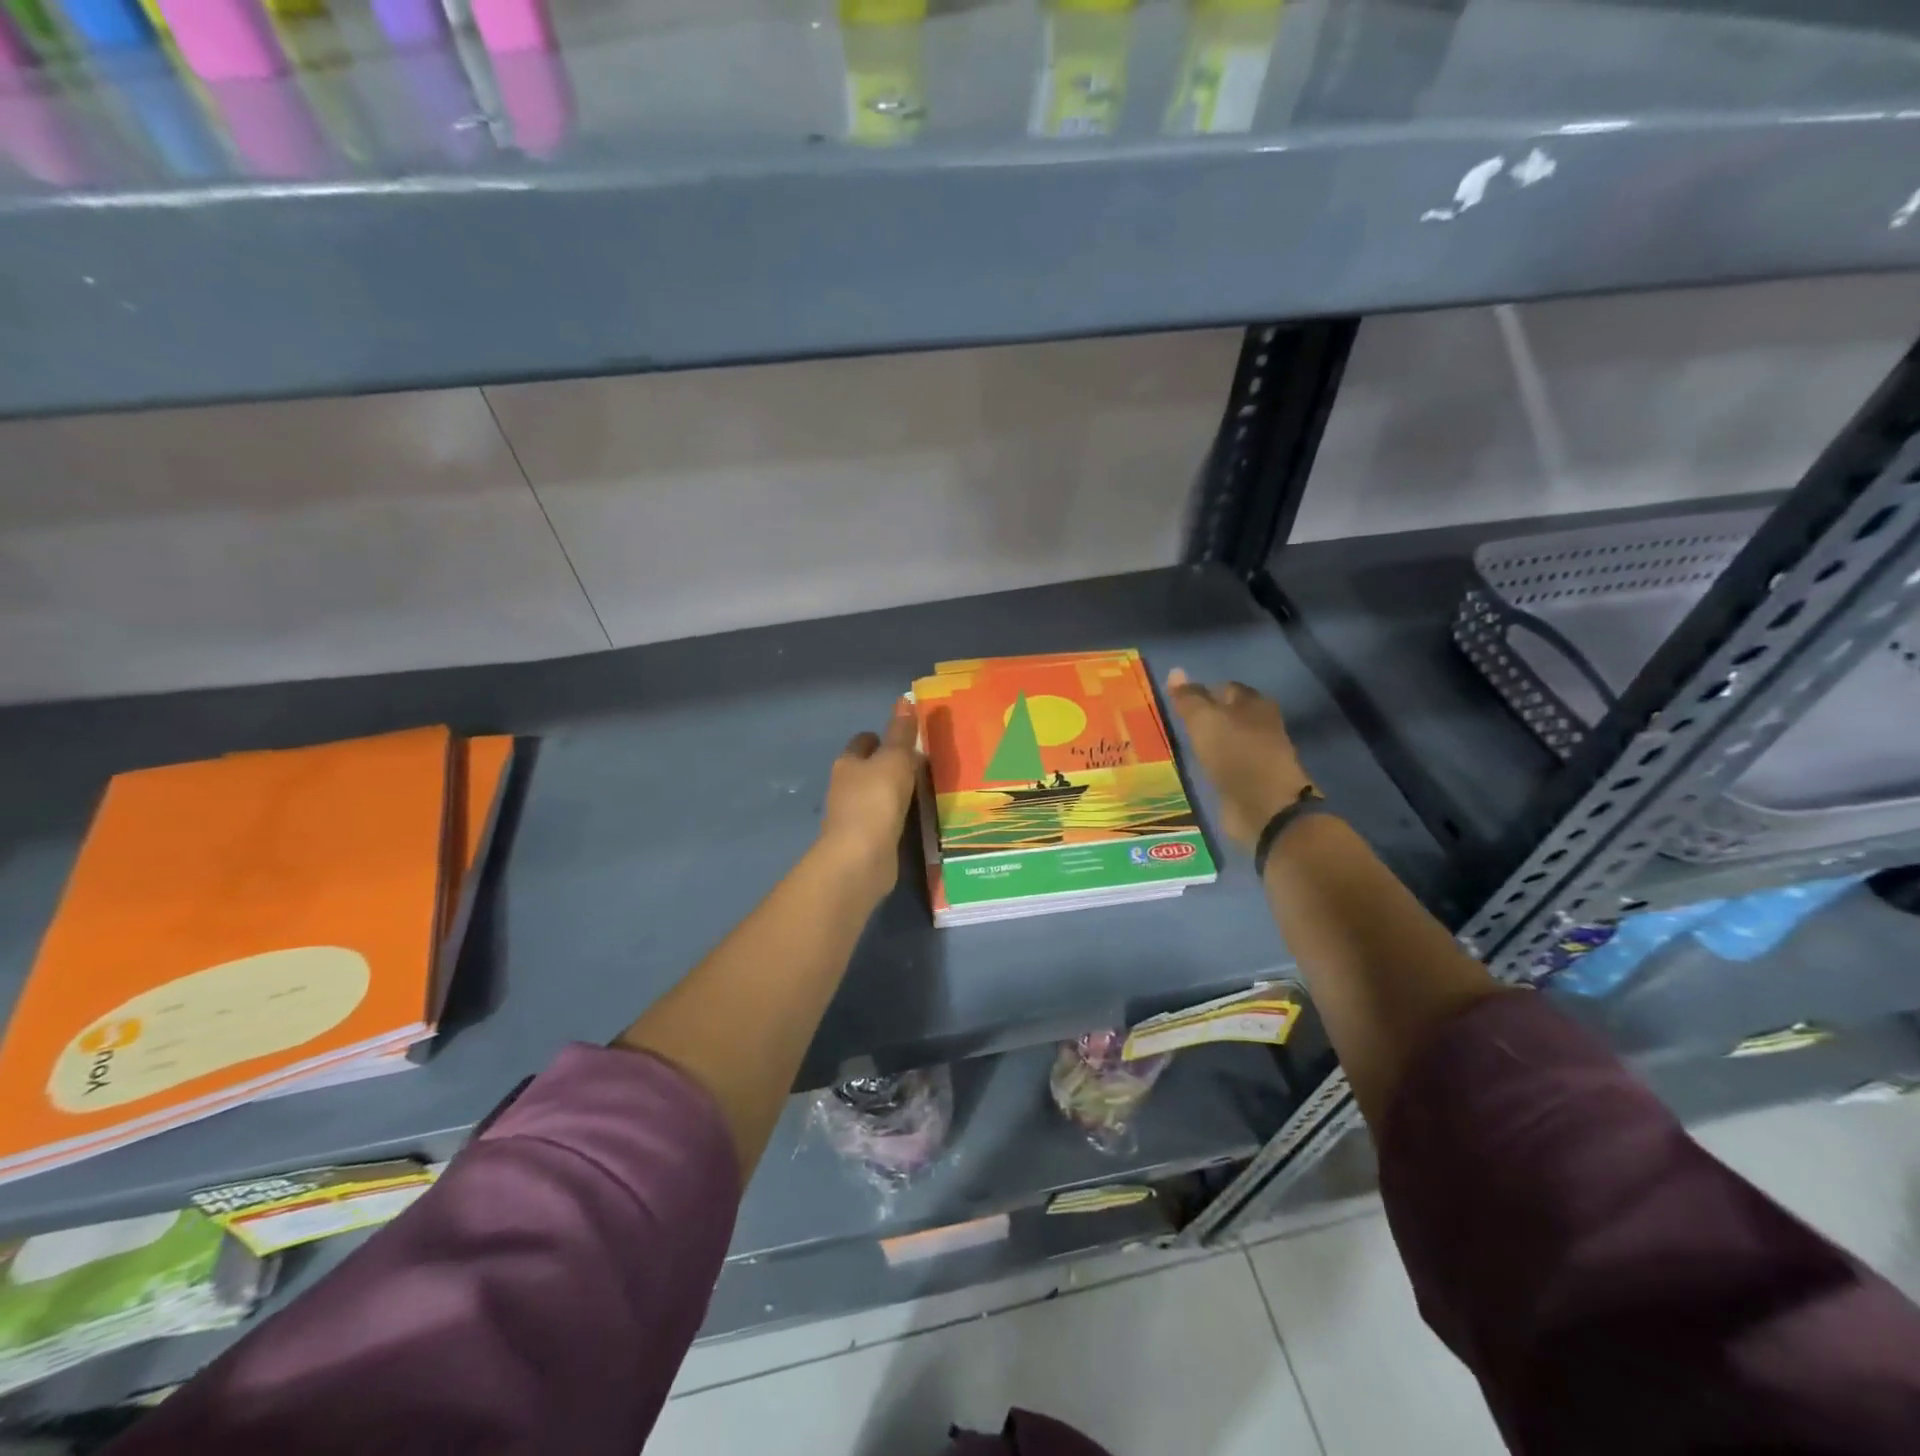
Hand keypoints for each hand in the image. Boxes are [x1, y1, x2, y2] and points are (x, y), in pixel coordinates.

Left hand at [818, 698, 920, 893]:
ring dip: (892, 793)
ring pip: (874, 795)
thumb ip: (901, 733)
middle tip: (919, 764)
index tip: (905, 740)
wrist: (860, 858)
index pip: (863, 742)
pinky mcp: (864, 841)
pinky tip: (912, 819)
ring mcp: (852, 816)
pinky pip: (882, 821)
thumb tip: (904, 699)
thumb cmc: (876, 800)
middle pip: (867, 769)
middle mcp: (844, 787)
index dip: (881, 738)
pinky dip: (894, 817)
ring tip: (921, 790)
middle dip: (887, 765)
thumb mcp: (895, 759)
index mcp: (848, 763)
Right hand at [1164, 668, 1314, 852]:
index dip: (1201, 692)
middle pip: (1227, 715)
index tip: (1177, 704)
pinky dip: (1212, 765)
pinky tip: (1196, 769)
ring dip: (1208, 743)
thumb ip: (1188, 698)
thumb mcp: (1204, 720)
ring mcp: (1257, 755)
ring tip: (1181, 747)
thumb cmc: (1235, 754)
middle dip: (1205, 718)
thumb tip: (1175, 671)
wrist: (1263, 808)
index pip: (1224, 688)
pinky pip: (1226, 765)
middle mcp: (1260, 725)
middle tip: (1176, 725)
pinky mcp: (1251, 781)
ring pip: (1226, 740)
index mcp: (1255, 703)